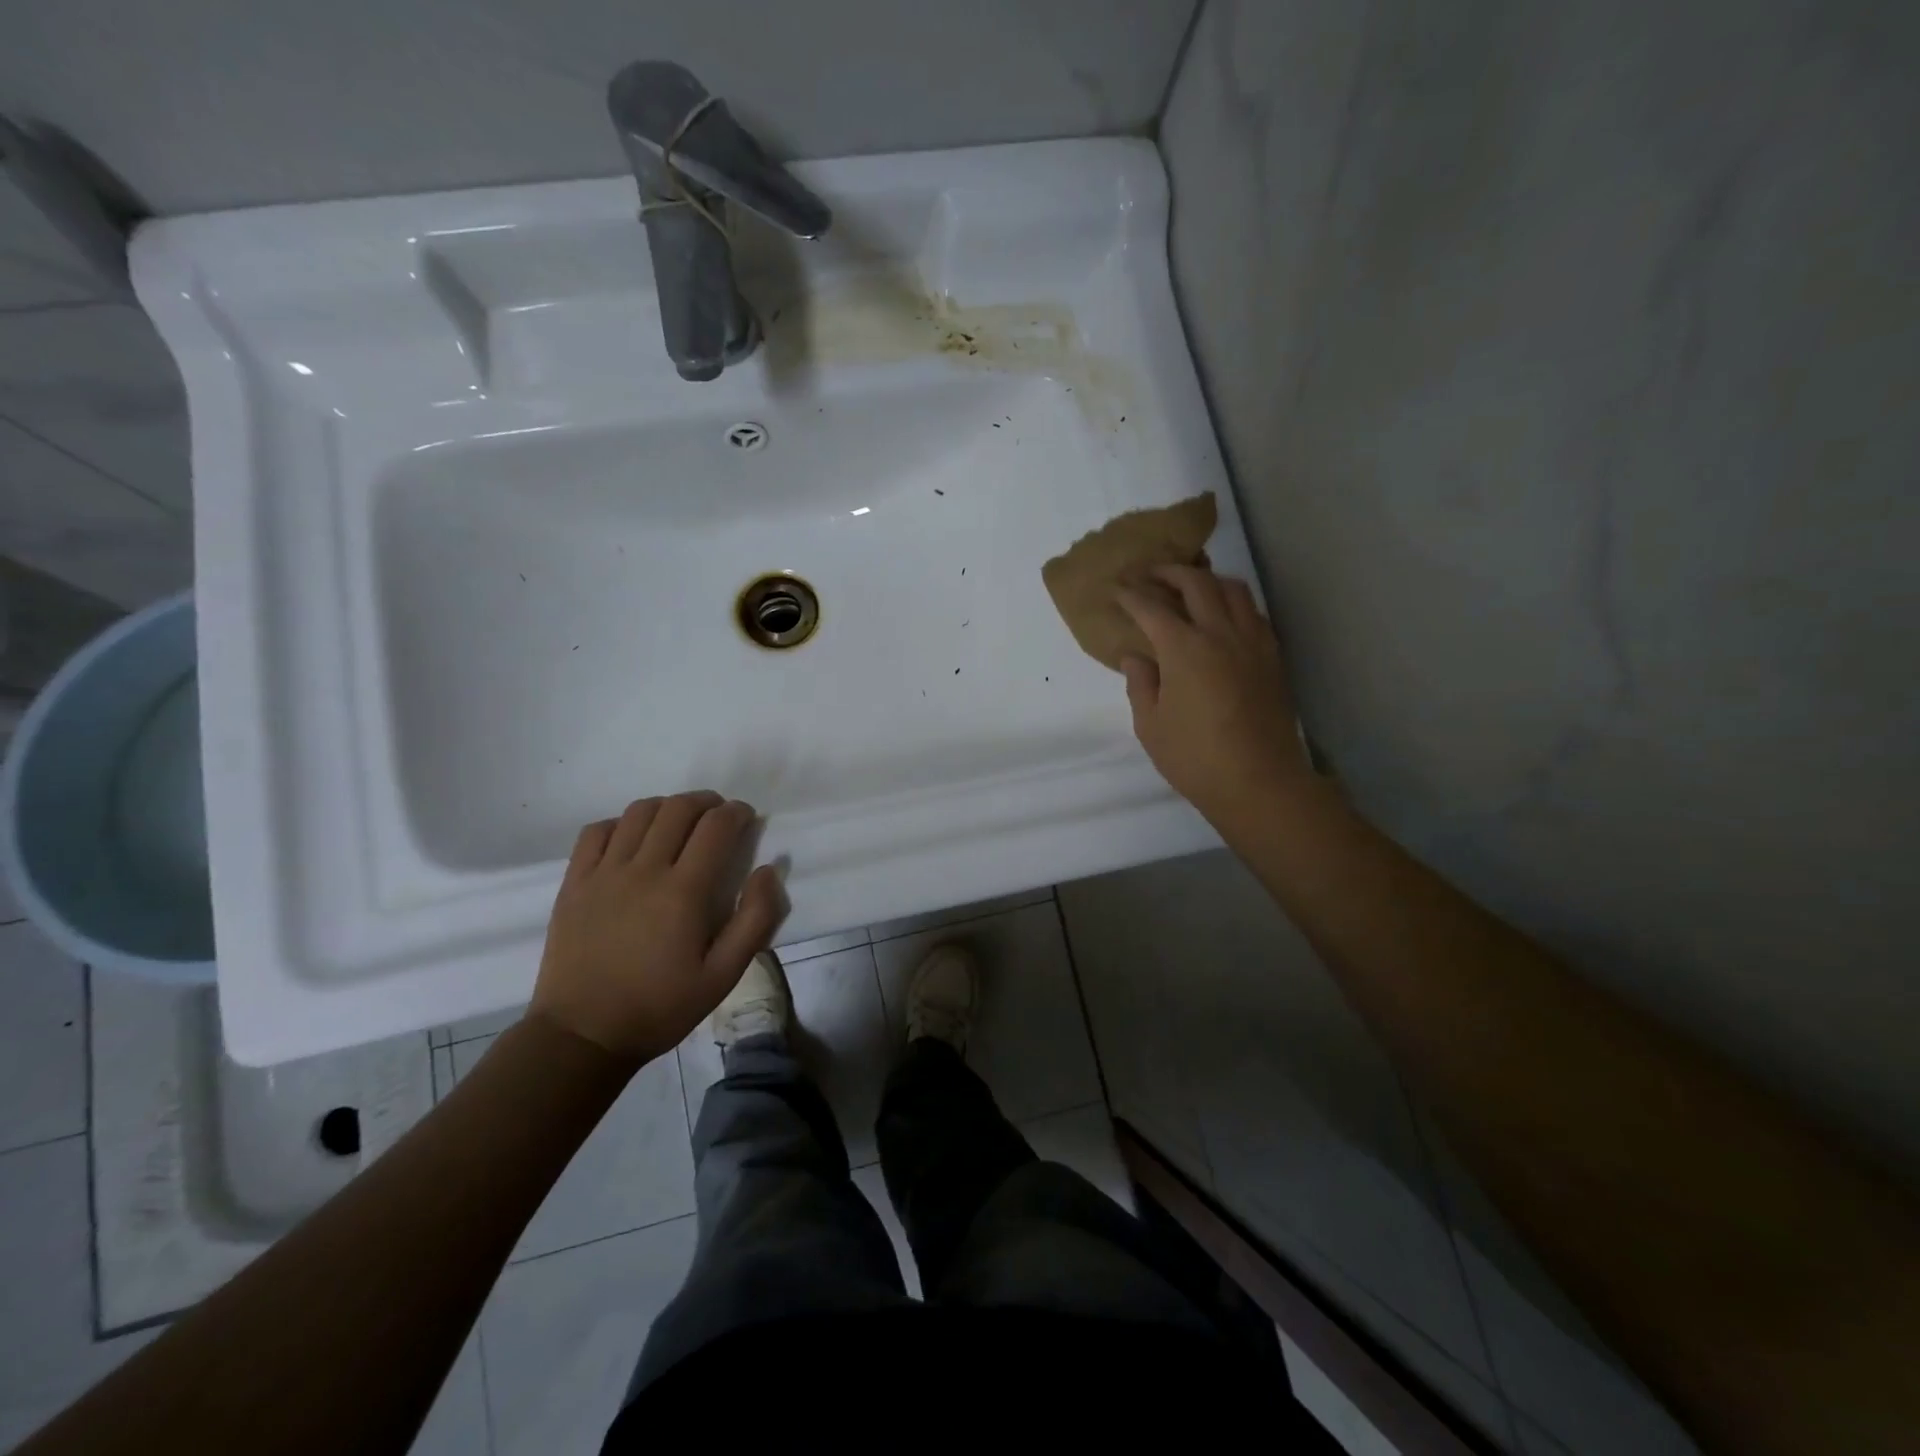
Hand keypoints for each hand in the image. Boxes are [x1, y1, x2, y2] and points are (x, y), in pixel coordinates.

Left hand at [530, 792, 783, 1065]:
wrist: (583, 1035)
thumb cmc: (660, 1007)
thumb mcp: (723, 975)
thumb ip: (754, 920)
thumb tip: (768, 870)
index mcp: (683, 892)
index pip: (716, 827)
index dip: (737, 813)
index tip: (746, 818)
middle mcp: (643, 870)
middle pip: (678, 809)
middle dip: (706, 802)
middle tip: (719, 815)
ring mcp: (603, 873)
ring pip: (638, 812)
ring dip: (667, 806)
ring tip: (680, 821)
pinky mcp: (574, 882)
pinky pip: (596, 831)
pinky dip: (621, 823)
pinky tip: (632, 839)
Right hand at [1116, 565, 1307, 821]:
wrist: (1259, 782)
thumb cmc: (1195, 758)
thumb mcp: (1151, 726)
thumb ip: (1141, 685)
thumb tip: (1135, 657)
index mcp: (1184, 649)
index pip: (1152, 608)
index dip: (1131, 595)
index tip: (1117, 589)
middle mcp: (1220, 634)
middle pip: (1197, 583)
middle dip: (1169, 572)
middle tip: (1150, 574)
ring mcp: (1252, 642)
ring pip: (1233, 589)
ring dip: (1207, 579)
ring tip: (1190, 586)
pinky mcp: (1272, 657)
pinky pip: (1253, 613)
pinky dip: (1233, 603)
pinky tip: (1223, 617)